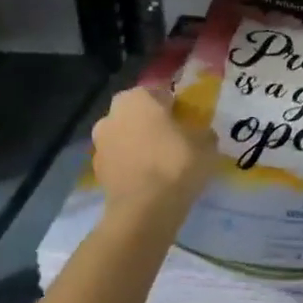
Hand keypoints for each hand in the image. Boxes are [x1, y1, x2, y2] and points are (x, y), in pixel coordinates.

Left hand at [90, 87, 215, 234]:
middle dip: (153, 123)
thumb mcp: (206, 143)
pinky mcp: (96, 171)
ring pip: (126, 136)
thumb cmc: (176, 163)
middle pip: (139, 113)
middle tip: (175, 139)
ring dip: (139, 144)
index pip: (161, 93)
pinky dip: (132, 165)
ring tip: (161, 162)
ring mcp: (100, 143)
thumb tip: (200, 134)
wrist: (144, 210)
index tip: (188, 120)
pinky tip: (149, 179)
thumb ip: (203, 132)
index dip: (176, 106)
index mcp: (138, 97)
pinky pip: (120, 160)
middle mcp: (113, 114)